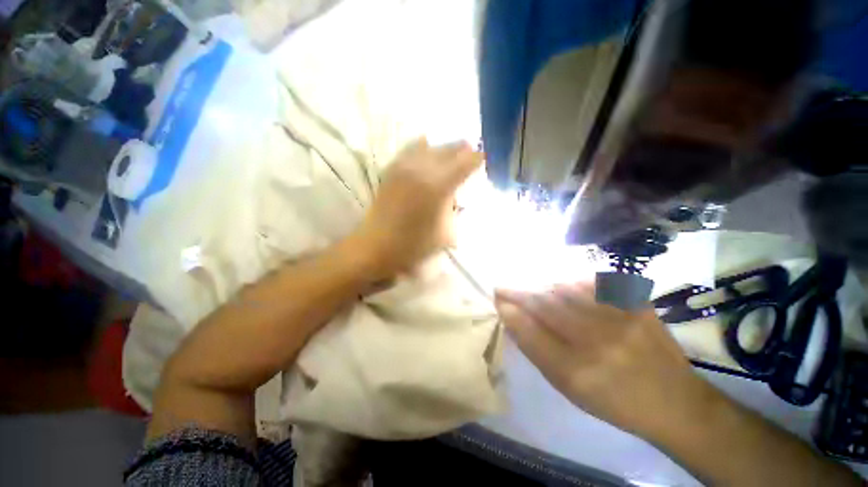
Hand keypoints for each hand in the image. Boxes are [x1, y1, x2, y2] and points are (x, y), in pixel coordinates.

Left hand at [352, 139, 482, 278]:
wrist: (377, 246)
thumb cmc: (414, 245)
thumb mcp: (446, 232)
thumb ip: (455, 209)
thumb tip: (457, 196)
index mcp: (439, 186)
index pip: (466, 162)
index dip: (477, 158)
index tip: (483, 159)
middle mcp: (422, 169)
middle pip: (449, 148)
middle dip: (463, 150)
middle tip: (470, 154)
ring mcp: (404, 167)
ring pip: (430, 145)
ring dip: (443, 148)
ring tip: (450, 155)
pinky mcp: (391, 169)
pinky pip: (411, 150)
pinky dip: (424, 149)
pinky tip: (427, 155)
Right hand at [494, 284, 719, 439]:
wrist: (673, 401)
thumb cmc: (612, 400)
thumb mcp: (568, 388)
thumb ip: (537, 351)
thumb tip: (513, 319)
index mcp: (578, 373)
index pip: (530, 332)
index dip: (510, 311)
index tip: (496, 299)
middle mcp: (599, 344)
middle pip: (546, 306)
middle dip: (518, 293)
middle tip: (503, 287)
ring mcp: (622, 320)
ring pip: (566, 289)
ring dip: (542, 287)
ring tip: (534, 289)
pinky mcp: (639, 305)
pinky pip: (595, 283)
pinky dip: (574, 282)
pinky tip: (567, 287)